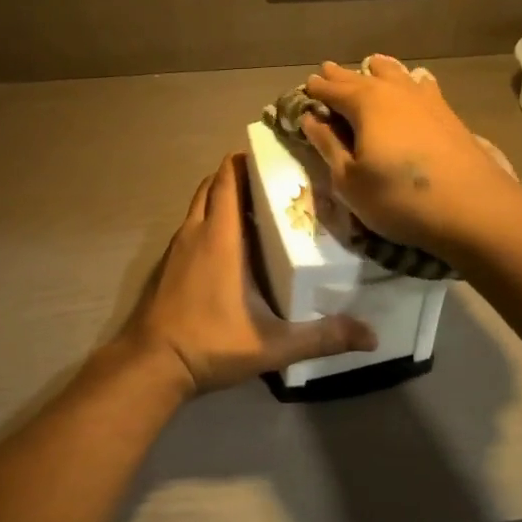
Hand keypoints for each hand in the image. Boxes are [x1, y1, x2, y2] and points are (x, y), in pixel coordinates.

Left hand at [121, 154, 376, 396]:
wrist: (150, 365)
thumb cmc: (210, 343)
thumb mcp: (273, 345)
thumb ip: (322, 337)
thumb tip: (371, 336)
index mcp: (219, 237)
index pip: (227, 178)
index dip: (246, 160)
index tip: (273, 156)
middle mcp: (194, 232)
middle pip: (212, 185)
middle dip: (237, 175)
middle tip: (272, 183)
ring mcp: (176, 248)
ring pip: (198, 206)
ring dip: (221, 199)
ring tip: (257, 210)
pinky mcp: (167, 265)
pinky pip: (190, 228)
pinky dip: (208, 222)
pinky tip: (230, 247)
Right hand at [299, 56, 521, 260]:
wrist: (472, 207)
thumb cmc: (398, 198)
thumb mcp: (349, 180)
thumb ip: (327, 145)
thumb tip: (310, 118)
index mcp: (364, 104)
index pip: (332, 90)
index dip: (316, 90)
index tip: (305, 88)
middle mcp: (393, 91)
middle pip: (361, 77)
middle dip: (341, 76)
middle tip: (327, 71)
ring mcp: (425, 99)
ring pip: (395, 74)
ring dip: (377, 71)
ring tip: (369, 66)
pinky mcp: (448, 114)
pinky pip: (421, 85)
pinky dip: (409, 80)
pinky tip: (414, 81)